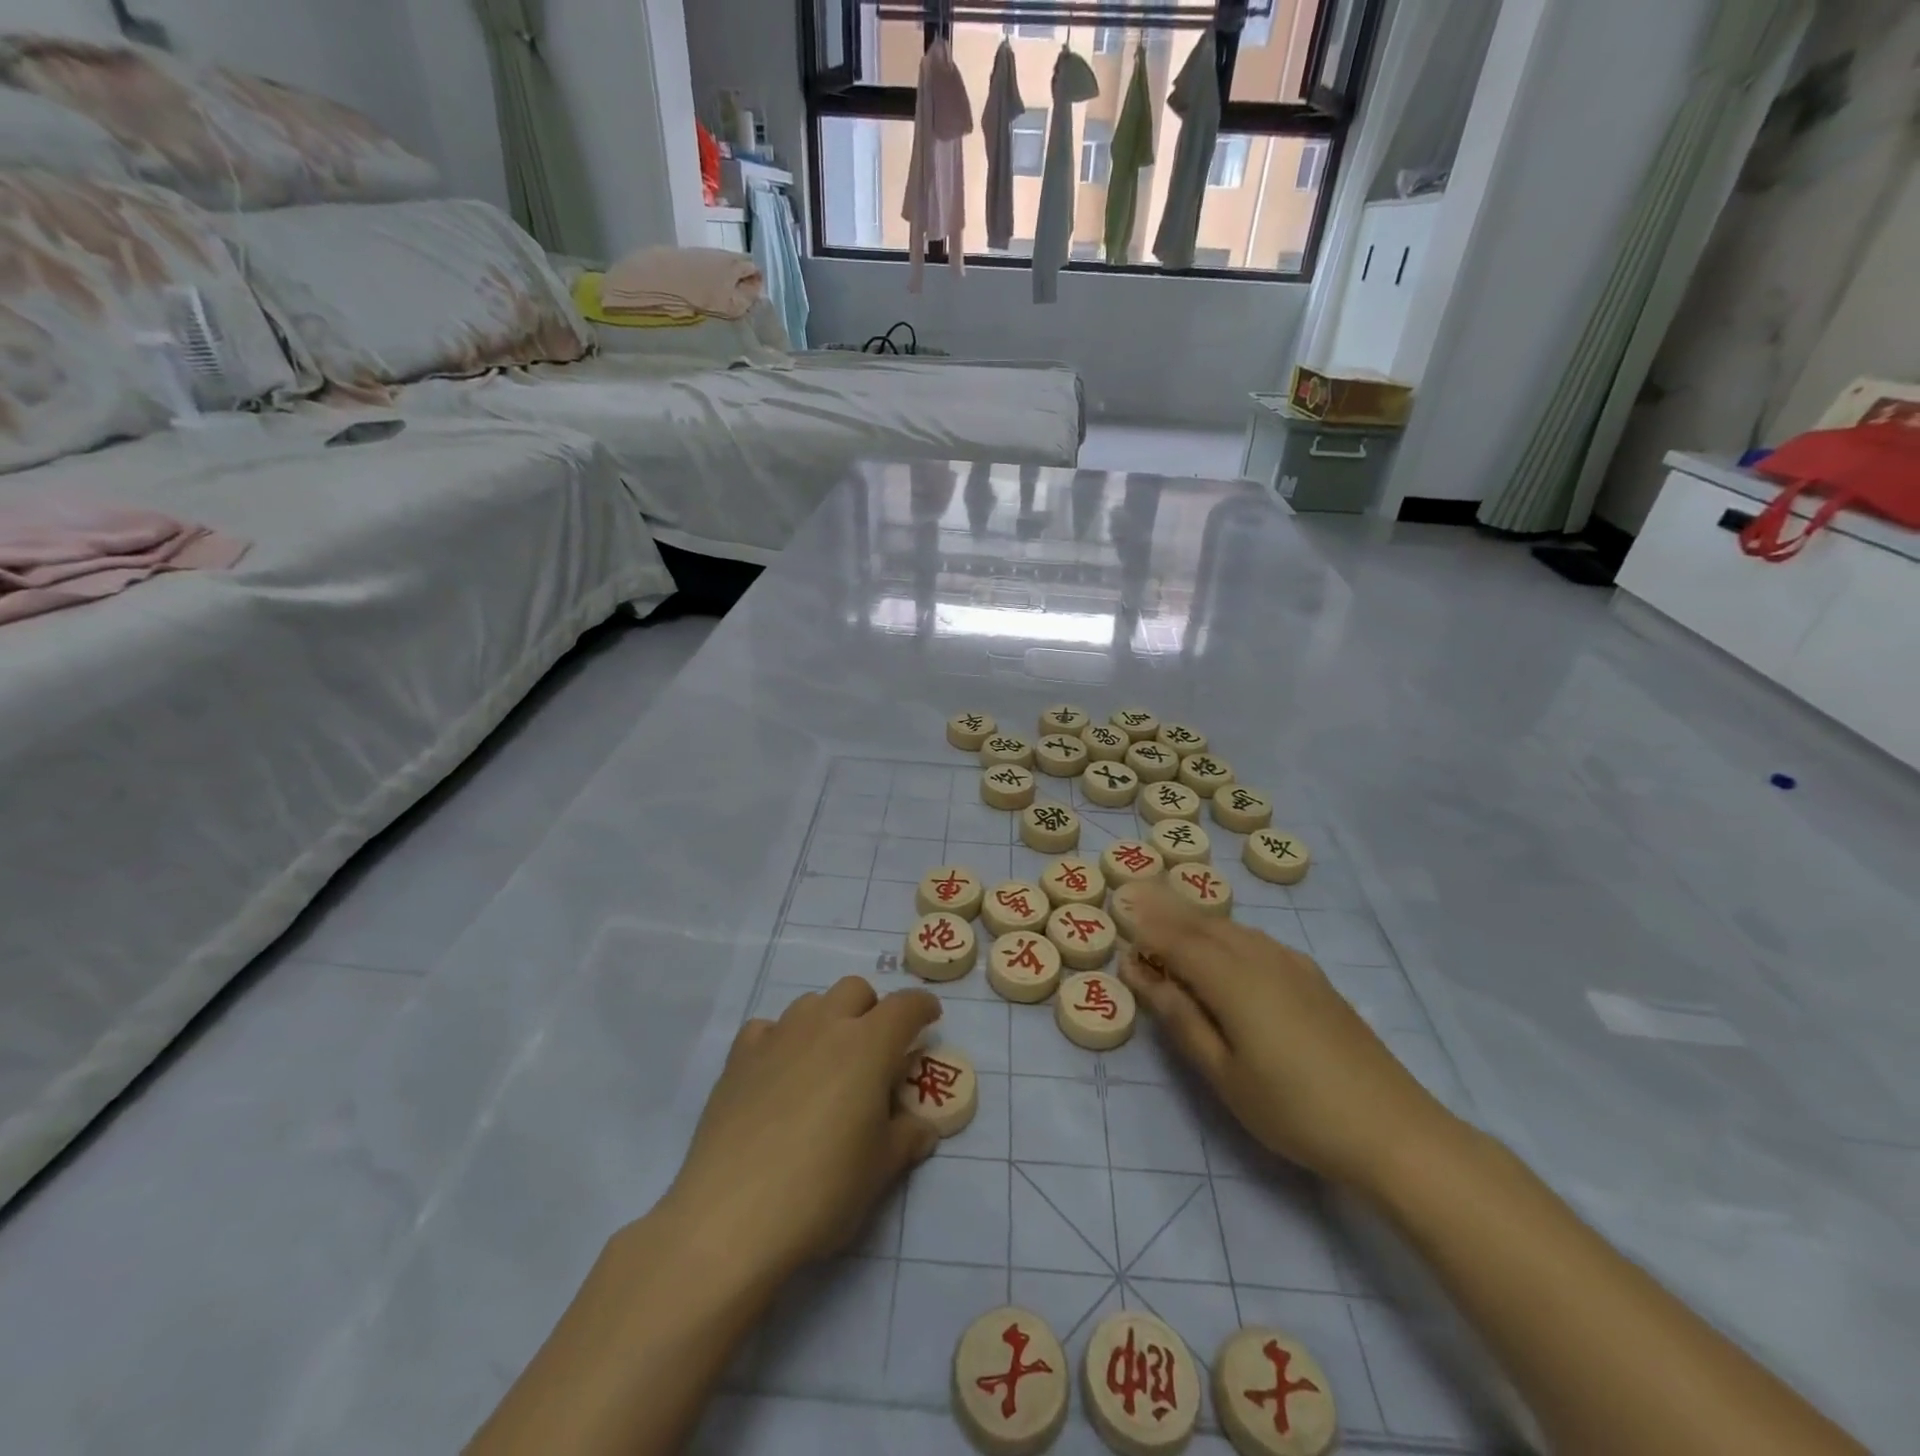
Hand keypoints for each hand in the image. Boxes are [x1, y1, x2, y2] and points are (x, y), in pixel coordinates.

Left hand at [656, 978, 941, 1282]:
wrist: (731, 1216)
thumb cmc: (822, 1190)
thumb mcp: (880, 1170)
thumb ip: (907, 1138)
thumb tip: (921, 1127)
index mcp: (868, 1045)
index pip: (906, 1006)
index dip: (923, 1007)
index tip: (930, 1020)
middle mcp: (824, 1026)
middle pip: (856, 990)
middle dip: (872, 1010)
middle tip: (875, 1051)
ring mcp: (778, 1036)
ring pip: (811, 1003)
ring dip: (828, 1020)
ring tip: (826, 1063)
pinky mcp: (739, 1057)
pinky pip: (768, 1028)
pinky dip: (781, 1039)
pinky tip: (779, 1073)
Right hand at [1116, 884, 1451, 1189]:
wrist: (1395, 1131)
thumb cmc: (1295, 1109)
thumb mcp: (1224, 1073)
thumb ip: (1180, 1017)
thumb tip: (1140, 972)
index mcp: (1232, 979)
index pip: (1176, 939)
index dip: (1145, 926)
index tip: (1117, 911)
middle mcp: (1261, 958)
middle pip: (1204, 924)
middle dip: (1167, 910)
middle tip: (1135, 897)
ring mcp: (1293, 966)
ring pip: (1232, 928)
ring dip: (1197, 918)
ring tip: (1170, 916)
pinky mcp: (1314, 979)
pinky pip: (1257, 940)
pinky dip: (1227, 933)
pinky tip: (1225, 945)